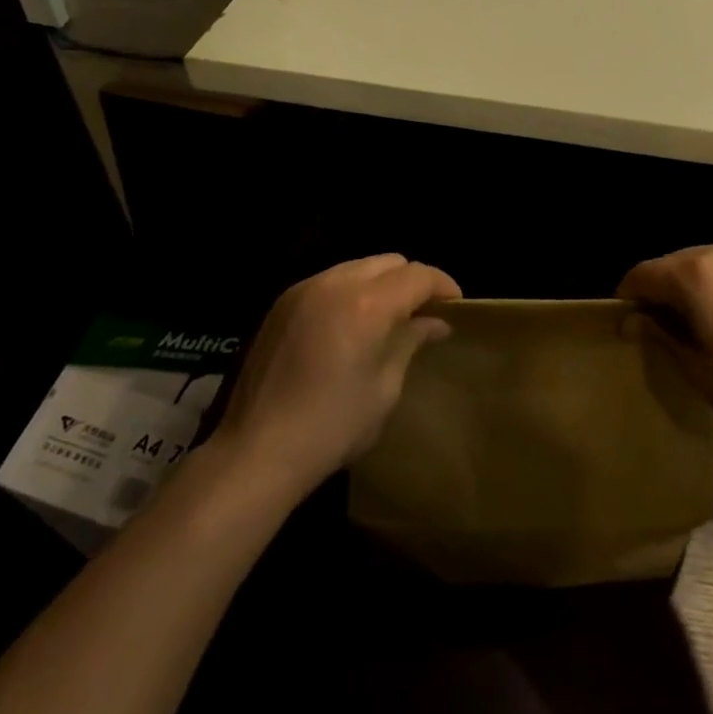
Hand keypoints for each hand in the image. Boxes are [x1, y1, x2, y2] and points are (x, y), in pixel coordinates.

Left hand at [213, 255, 458, 494]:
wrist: (256, 451)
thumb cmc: (332, 427)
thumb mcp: (384, 388)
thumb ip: (410, 342)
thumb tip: (435, 322)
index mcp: (367, 304)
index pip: (417, 275)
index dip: (443, 285)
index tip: (456, 306)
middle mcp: (335, 283)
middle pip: (389, 261)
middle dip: (412, 281)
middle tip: (423, 313)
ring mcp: (304, 289)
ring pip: (358, 267)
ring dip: (381, 283)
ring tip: (388, 317)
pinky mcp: (282, 303)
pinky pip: (330, 281)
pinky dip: (350, 291)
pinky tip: (350, 324)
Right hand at [617, 240, 712, 443]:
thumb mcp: (697, 369)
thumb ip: (659, 335)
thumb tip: (630, 320)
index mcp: (696, 273)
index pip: (644, 273)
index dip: (629, 295)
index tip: (629, 321)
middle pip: (676, 262)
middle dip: (664, 289)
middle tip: (668, 327)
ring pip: (710, 261)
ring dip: (698, 283)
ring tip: (708, 321)